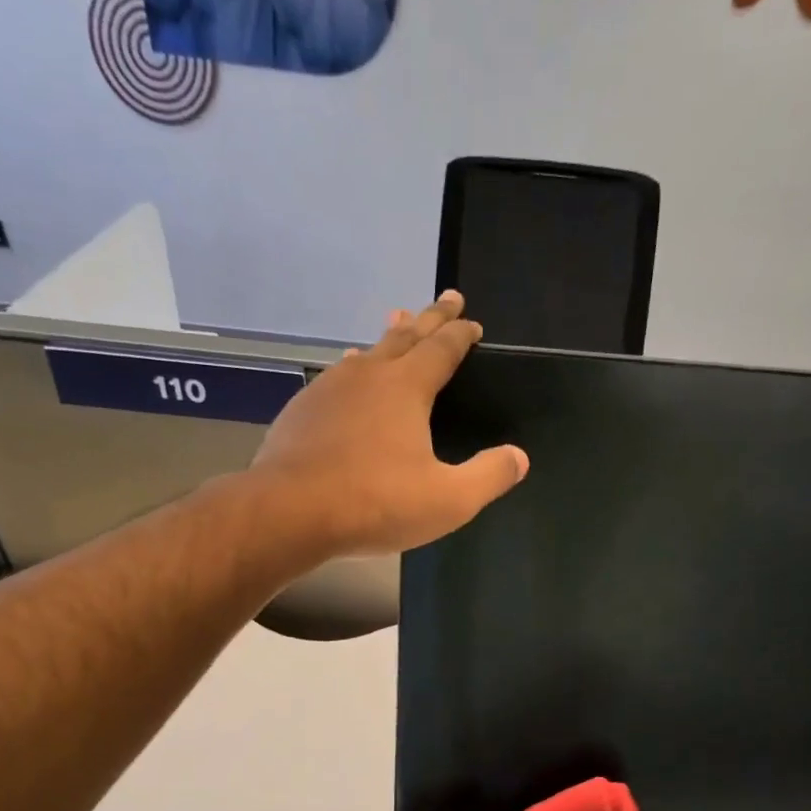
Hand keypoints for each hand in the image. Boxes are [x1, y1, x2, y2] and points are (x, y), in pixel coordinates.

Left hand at [251, 293, 528, 554]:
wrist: (291, 511)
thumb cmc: (376, 503)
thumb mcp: (448, 500)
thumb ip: (488, 476)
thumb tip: (519, 457)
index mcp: (406, 388)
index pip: (442, 349)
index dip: (460, 334)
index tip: (472, 322)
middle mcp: (368, 375)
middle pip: (405, 337)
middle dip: (429, 318)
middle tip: (446, 298)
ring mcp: (330, 389)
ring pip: (367, 353)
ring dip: (388, 339)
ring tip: (397, 326)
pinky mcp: (303, 410)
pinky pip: (337, 377)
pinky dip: (354, 369)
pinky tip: (348, 374)